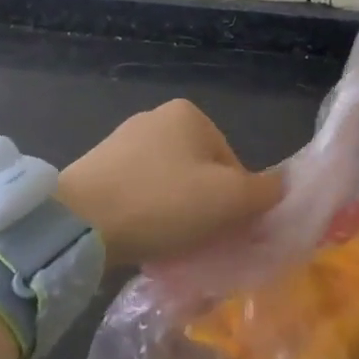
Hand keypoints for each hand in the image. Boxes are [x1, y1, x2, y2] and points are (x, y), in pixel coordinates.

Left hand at [56, 99, 282, 267]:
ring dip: (175, 214)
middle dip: (204, 208)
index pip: (233, 164)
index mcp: (190, 114)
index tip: (221, 229)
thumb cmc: (163, 203)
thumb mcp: (230, 200)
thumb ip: (266, 192)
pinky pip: (138, 194)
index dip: (235, 202)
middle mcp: (155, 118)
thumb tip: (282, 187)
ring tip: (166, 243)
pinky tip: (140, 237)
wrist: (77, 223)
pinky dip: (146, 215)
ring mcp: (121, 142)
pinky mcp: (96, 169)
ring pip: (170, 186)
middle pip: (202, 174)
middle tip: (197, 240)